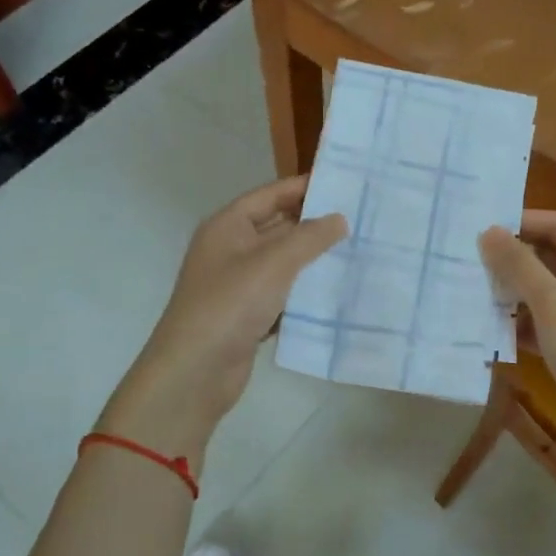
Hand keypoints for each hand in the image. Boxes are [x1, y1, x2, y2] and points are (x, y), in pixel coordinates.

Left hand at [100, 177, 344, 464]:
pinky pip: (281, 295)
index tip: (344, 184)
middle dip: (314, 225)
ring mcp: (238, 285)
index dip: (304, 187)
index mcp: (228, 226)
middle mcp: (230, 250)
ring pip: (282, 264)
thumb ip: (310, 237)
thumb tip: (339, 218)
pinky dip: (303, 294)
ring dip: (313, 261)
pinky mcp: (247, 315)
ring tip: (357, 254)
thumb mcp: (274, 263)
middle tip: (360, 220)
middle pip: (277, 227)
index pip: (271, 195)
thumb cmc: (230, 305)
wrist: (195, 371)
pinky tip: (335, 294)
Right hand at [479, 210, 555, 464]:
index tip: (483, 228)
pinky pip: (535, 322)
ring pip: (538, 292)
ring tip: (469, 287)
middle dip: (511, 258)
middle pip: (548, 258)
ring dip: (508, 290)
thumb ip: (519, 266)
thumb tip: (488, 232)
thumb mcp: (553, 304)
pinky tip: (485, 324)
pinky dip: (513, 321)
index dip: (524, 222)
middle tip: (469, 257)